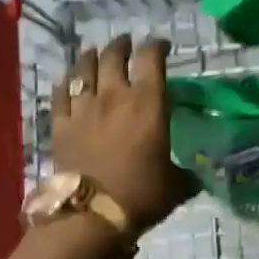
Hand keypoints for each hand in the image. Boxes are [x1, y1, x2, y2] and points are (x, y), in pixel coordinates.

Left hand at [52, 35, 193, 231]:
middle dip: (122, 45)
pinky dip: (66, 83)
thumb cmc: (141, 196)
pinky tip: (68, 82)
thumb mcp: (175, 187)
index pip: (151, 59)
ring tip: (95, 53)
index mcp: (148, 104)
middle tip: (127, 44)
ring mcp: (83, 108)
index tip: (162, 46)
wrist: (92, 215)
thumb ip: (186, 175)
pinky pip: (60, 94)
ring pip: (83, 69)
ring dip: (91, 57)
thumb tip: (197, 178)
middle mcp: (114, 96)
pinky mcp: (61, 125)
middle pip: (114, 56)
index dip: (157, 46)